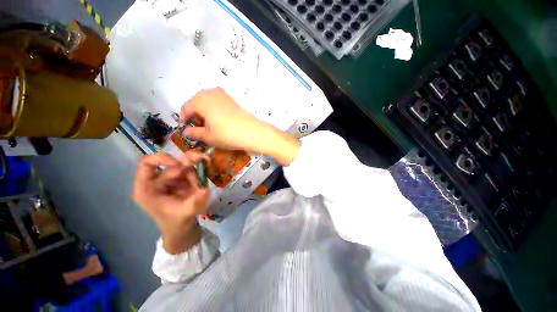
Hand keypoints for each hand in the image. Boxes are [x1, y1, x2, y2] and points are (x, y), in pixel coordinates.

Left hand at [132, 152, 208, 253]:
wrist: (183, 229)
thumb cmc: (177, 223)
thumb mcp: (184, 214)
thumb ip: (194, 202)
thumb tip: (205, 189)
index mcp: (148, 188)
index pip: (147, 164)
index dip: (162, 159)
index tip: (179, 165)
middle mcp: (159, 181)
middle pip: (173, 163)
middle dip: (189, 165)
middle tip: (204, 163)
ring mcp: (172, 180)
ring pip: (186, 165)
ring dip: (198, 172)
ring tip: (203, 185)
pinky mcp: (183, 181)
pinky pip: (194, 171)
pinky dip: (202, 173)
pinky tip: (204, 183)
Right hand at [181, 88, 300, 164]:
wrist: (252, 132)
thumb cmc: (227, 134)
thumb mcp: (208, 136)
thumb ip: (194, 133)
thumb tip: (186, 132)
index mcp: (200, 100)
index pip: (186, 108)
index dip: (184, 119)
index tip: (186, 129)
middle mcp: (210, 93)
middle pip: (196, 103)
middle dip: (194, 115)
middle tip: (198, 129)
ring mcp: (222, 95)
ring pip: (206, 102)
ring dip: (204, 112)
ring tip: (208, 126)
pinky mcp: (231, 99)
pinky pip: (217, 102)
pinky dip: (213, 110)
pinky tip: (218, 121)